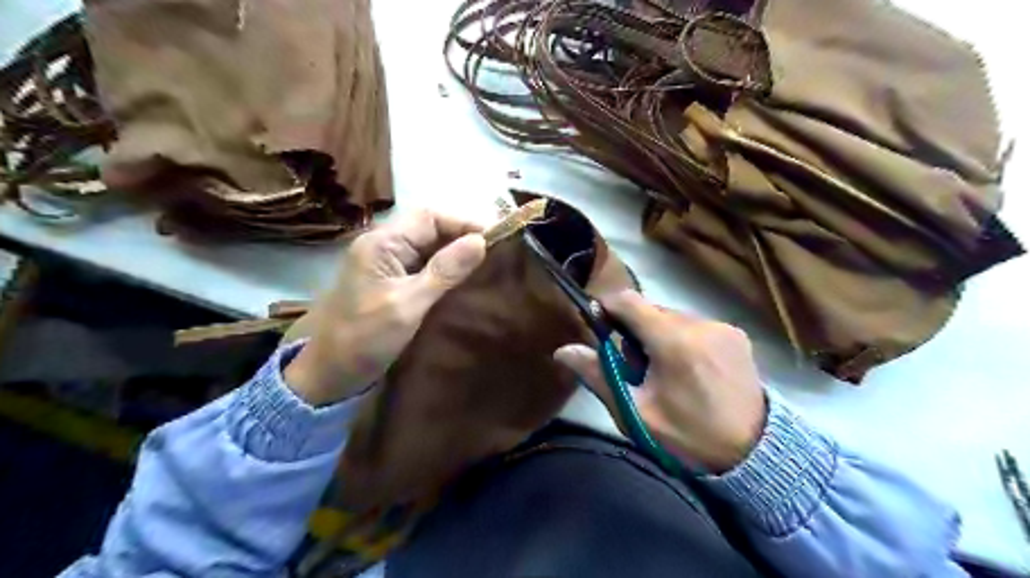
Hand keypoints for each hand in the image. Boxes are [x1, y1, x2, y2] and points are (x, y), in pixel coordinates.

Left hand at [284, 209, 486, 405]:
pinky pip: (422, 266)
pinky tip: (464, 281)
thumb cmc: (365, 338)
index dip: (464, 224)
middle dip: (462, 238)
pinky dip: (444, 270)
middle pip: (430, 229)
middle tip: (496, 255)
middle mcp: (383, 246)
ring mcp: (386, 265)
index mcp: (382, 243)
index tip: (496, 240)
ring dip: (455, 254)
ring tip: (486, 267)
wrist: (328, 373)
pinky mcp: (390, 282)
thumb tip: (481, 241)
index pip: (430, 217)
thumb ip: (445, 271)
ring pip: (428, 248)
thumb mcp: (409, 304)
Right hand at [555, 291, 763, 471]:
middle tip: (637, 367)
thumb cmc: (687, 437)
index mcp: (674, 342)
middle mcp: (700, 324)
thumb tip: (563, 351)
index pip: (629, 301)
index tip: (601, 328)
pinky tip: (691, 369)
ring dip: (660, 334)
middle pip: (651, 310)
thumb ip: (599, 376)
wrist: (754, 455)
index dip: (608, 307)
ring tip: (667, 371)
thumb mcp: (636, 413)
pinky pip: (696, 325)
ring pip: (673, 317)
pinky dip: (684, 338)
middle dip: (635, 330)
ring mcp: (723, 327)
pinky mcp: (737, 334)